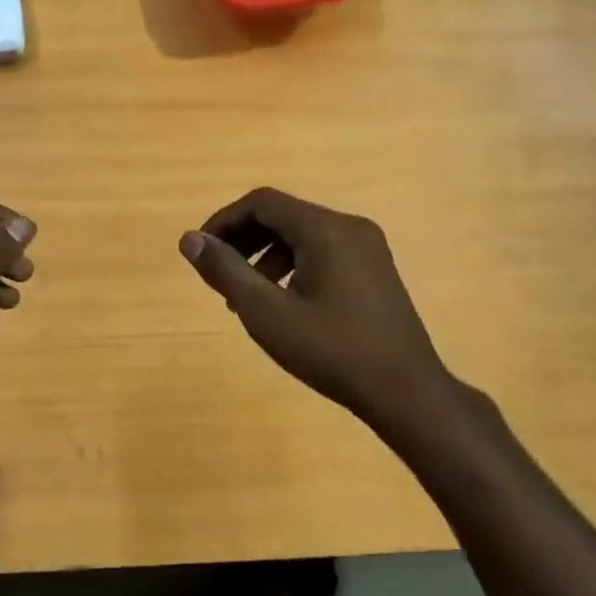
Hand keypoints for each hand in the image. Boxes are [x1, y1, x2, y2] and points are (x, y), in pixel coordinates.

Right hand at [179, 187, 460, 432]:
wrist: (406, 392)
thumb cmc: (331, 351)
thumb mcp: (266, 313)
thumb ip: (225, 271)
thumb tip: (190, 239)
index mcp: (326, 229)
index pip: (262, 203)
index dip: (223, 222)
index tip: (201, 252)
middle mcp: (350, 227)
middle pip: (283, 216)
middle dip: (243, 240)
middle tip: (218, 275)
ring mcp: (368, 249)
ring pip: (303, 236)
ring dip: (265, 256)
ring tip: (245, 298)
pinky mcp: (375, 272)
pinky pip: (324, 253)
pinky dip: (293, 267)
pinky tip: (283, 304)